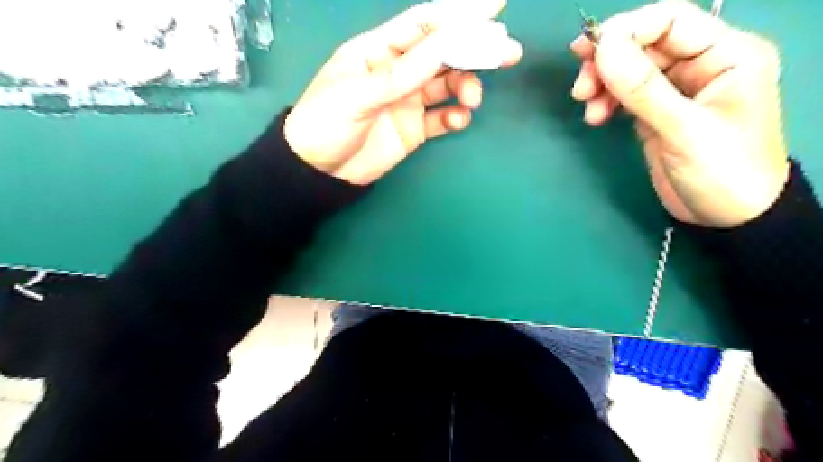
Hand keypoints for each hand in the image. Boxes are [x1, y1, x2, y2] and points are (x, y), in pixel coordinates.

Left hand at [288, 0, 523, 184]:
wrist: (320, 172)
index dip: (458, 13)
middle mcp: (398, 71)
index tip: (495, 6)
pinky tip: (458, 119)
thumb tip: (446, 44)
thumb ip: (401, 73)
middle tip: (507, 52)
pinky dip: (454, 117)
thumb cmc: (326, 123)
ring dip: (466, 86)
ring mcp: (408, 101)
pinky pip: (441, 118)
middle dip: (475, 50)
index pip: (423, 25)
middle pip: (442, 53)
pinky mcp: (414, 128)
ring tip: (472, 98)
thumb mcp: (357, 94)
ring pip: (446, 85)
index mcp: (378, 51)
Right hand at [573, 0, 790, 227]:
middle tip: (580, 88)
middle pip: (644, 44)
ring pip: (630, 70)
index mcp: (726, 54)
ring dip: (603, 84)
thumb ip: (644, 89)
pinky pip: (626, 95)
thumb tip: (603, 49)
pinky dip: (607, 101)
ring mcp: (676, 89)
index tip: (589, 54)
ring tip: (587, 108)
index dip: (626, 30)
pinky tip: (596, 118)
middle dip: (608, 62)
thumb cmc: (722, 171)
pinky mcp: (657, 112)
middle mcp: (701, 64)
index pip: (670, 20)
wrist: (727, 217)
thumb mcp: (684, 130)